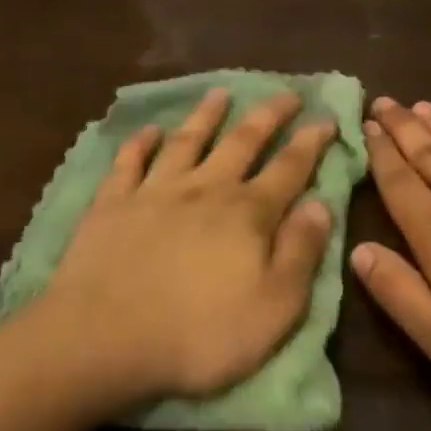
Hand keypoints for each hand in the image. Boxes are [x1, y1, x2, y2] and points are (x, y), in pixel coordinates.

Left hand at [35, 88, 336, 408]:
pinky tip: (148, 130)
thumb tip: (321, 204)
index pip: (289, 168)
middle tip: (286, 93)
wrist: (103, 338)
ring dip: (206, 115)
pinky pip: (129, 162)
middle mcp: (204, 189)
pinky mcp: (113, 203)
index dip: (311, 142)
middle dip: (268, 115)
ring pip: (187, 140)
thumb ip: (301, 252)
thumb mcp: (274, 307)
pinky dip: (140, 143)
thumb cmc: (198, 334)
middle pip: (242, 142)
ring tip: (220, 93)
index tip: (327, 116)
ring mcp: (155, 191)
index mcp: (247, 214)